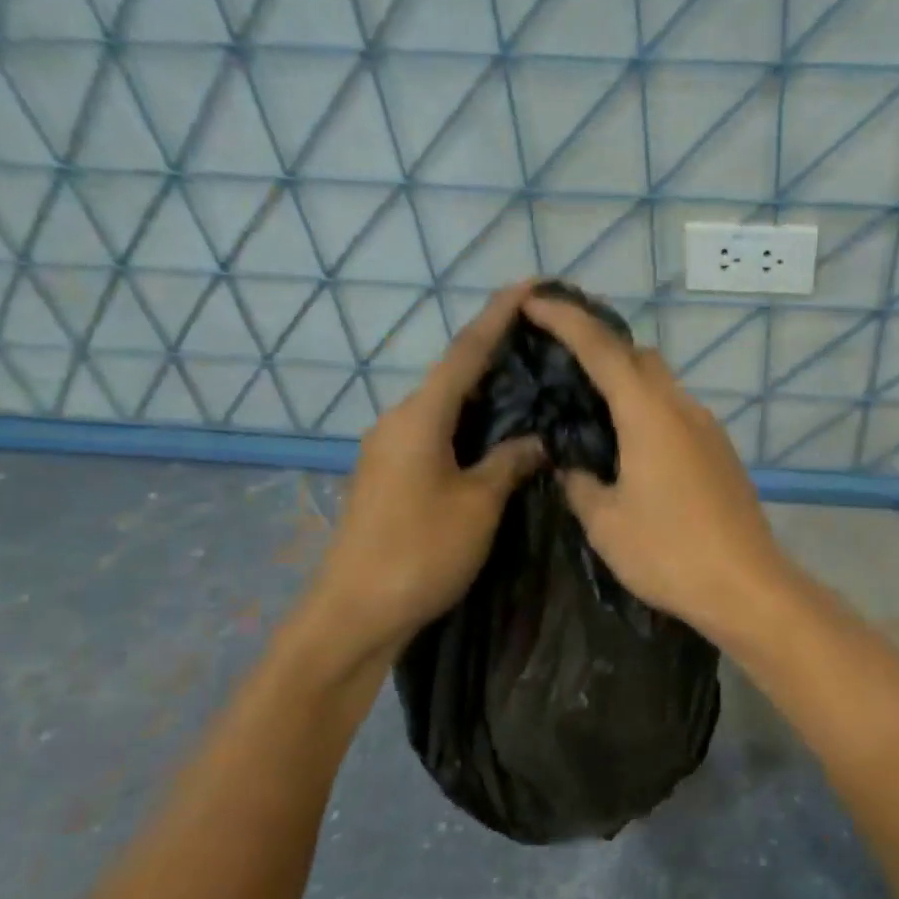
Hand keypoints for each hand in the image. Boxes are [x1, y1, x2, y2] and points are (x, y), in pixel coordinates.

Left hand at [305, 284, 543, 661]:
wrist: (354, 613)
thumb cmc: (420, 551)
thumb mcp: (479, 504)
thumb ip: (510, 462)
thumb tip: (536, 439)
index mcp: (420, 416)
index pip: (466, 351)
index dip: (499, 315)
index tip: (530, 285)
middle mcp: (399, 421)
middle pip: (453, 373)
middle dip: (496, 351)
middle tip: (544, 341)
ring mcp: (390, 449)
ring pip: (445, 405)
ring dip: (485, 390)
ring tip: (530, 382)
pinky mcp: (390, 475)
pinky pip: (437, 432)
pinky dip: (470, 423)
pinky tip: (498, 433)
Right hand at [521, 291, 794, 642]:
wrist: (747, 585)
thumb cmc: (670, 553)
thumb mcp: (606, 523)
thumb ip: (580, 484)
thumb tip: (572, 467)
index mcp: (649, 415)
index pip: (602, 350)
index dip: (566, 320)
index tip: (535, 301)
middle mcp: (683, 409)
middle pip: (640, 356)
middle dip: (600, 345)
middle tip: (561, 358)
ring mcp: (709, 430)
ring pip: (662, 385)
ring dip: (627, 382)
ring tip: (590, 405)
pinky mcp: (722, 453)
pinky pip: (678, 413)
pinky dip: (648, 410)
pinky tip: (631, 446)